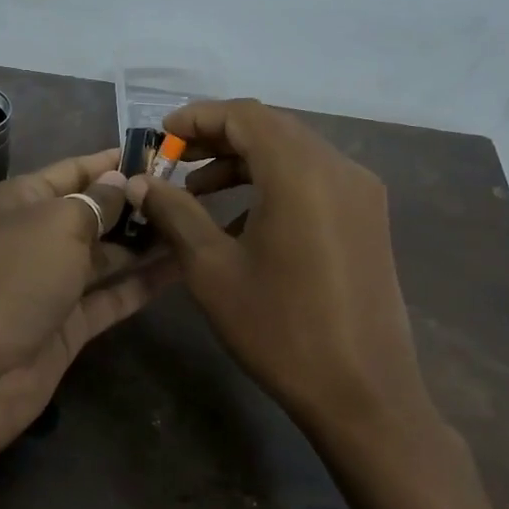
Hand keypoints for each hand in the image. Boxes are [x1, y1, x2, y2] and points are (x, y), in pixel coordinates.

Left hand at [0, 149, 172, 458]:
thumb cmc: (11, 279)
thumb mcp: (56, 225)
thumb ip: (95, 203)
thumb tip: (120, 182)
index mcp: (21, 201)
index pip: (74, 171)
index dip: (114, 163)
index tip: (162, 155)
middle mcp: (36, 238)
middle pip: (93, 213)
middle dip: (137, 204)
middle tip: (192, 195)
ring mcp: (52, 285)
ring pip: (106, 257)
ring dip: (146, 244)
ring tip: (195, 227)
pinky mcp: (68, 326)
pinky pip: (111, 297)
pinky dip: (142, 285)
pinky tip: (183, 269)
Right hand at [128, 100, 435, 448]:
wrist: (363, 392)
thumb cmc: (279, 328)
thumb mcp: (212, 269)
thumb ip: (175, 213)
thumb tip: (139, 183)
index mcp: (302, 172)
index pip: (245, 116)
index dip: (197, 118)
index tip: (160, 136)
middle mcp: (339, 168)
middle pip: (271, 129)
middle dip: (218, 139)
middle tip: (173, 162)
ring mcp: (361, 194)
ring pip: (294, 154)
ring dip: (244, 163)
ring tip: (199, 192)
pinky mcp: (368, 220)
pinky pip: (315, 181)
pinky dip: (274, 185)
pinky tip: (243, 222)